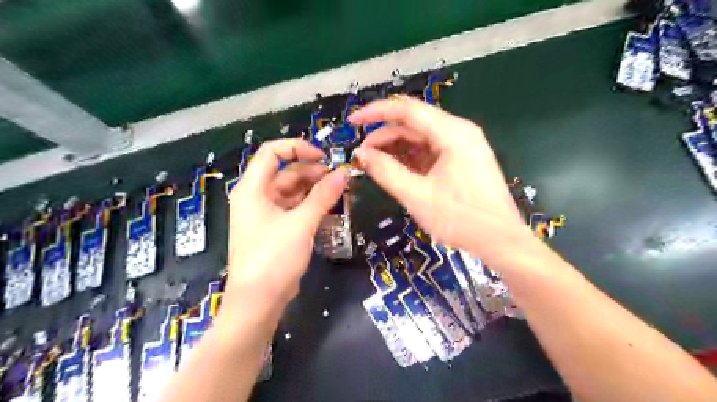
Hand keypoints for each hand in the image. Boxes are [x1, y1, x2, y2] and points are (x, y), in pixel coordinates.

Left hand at [224, 140, 346, 311]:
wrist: (259, 302)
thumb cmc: (273, 258)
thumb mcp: (301, 223)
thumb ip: (323, 196)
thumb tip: (344, 172)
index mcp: (252, 189)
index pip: (271, 152)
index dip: (297, 148)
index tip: (324, 157)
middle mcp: (257, 197)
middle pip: (286, 172)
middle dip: (314, 172)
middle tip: (340, 179)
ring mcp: (267, 214)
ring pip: (294, 191)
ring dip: (316, 190)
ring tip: (341, 193)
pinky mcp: (276, 228)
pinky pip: (296, 208)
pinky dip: (312, 206)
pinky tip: (331, 209)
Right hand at [350, 99, 528, 258]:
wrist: (502, 242)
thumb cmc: (461, 219)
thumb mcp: (417, 196)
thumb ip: (386, 172)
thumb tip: (361, 154)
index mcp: (452, 133)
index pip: (407, 110)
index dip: (376, 112)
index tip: (353, 121)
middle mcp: (459, 132)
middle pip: (414, 122)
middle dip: (385, 134)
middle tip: (362, 154)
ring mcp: (462, 146)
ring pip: (421, 137)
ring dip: (396, 147)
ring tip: (375, 163)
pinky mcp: (462, 160)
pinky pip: (430, 151)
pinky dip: (410, 158)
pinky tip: (395, 169)